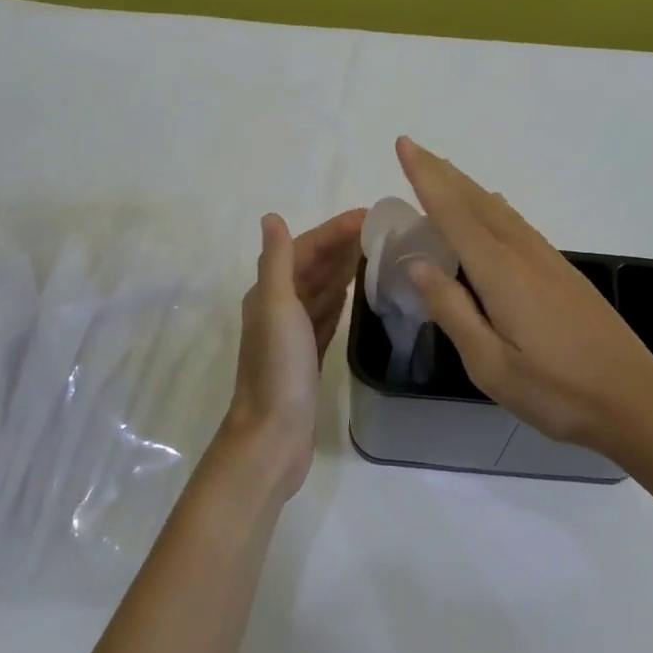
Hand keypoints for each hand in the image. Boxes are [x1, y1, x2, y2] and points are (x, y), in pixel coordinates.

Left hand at [217, 208, 364, 499]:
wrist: (273, 436)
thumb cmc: (278, 369)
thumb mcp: (277, 308)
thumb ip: (278, 262)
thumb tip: (272, 217)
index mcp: (269, 293)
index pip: (305, 249)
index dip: (334, 231)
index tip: (369, 217)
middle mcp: (279, 308)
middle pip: (314, 266)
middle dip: (342, 245)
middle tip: (383, 231)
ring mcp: (294, 333)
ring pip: (322, 289)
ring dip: (344, 268)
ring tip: (377, 253)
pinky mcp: (309, 355)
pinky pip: (328, 315)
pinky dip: (341, 299)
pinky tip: (357, 292)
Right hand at [397, 137, 652, 454]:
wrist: (634, 399)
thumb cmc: (557, 390)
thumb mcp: (490, 365)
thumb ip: (453, 311)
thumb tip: (418, 265)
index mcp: (500, 272)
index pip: (453, 213)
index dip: (426, 177)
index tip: (404, 145)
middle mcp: (523, 254)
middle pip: (477, 201)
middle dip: (442, 173)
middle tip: (415, 149)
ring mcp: (548, 261)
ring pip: (499, 210)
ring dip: (467, 187)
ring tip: (443, 173)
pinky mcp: (563, 273)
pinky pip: (517, 224)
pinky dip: (493, 208)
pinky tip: (494, 210)